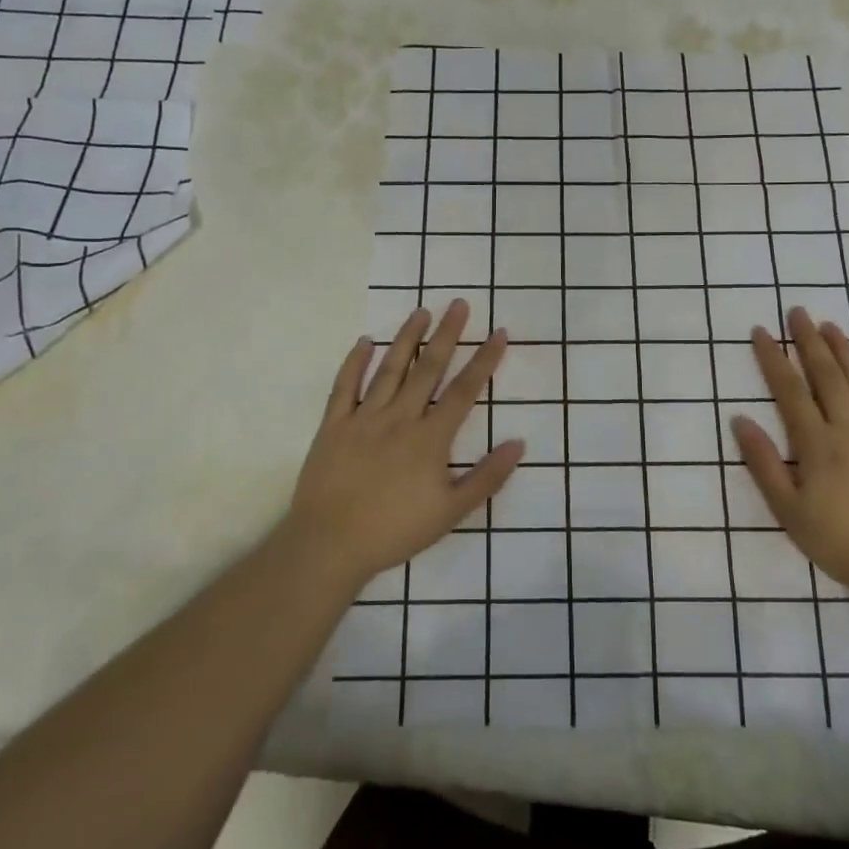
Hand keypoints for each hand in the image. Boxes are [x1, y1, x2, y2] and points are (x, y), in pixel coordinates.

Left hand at [287, 300, 524, 591]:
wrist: (330, 545)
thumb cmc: (395, 531)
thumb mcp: (451, 512)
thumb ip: (487, 477)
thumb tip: (519, 444)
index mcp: (430, 438)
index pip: (464, 390)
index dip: (484, 360)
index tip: (498, 333)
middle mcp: (400, 418)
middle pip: (428, 368)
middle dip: (447, 334)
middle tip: (459, 304)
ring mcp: (364, 418)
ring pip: (390, 369)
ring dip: (407, 338)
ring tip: (421, 312)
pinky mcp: (333, 425)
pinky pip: (344, 386)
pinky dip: (354, 362)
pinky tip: (365, 341)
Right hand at [730, 307, 848, 601]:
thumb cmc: (839, 542)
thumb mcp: (788, 510)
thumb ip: (764, 464)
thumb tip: (740, 420)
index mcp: (817, 445)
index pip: (790, 391)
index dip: (774, 359)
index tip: (762, 331)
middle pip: (827, 377)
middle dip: (809, 342)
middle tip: (798, 312)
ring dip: (845, 353)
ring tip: (831, 326)